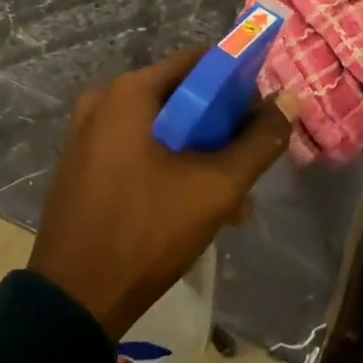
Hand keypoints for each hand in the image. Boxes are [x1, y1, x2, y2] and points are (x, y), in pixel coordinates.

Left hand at [29, 50, 299, 338]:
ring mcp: (88, 132)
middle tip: (248, 167)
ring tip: (232, 203)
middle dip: (220, 131)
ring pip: (161, 128)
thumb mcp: (215, 187)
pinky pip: (137, 148)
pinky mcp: (83, 163)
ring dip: (199, 156)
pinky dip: (168, 166)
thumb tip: (289, 101)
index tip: (261, 118)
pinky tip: (193, 208)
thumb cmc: (147, 232)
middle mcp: (104, 100)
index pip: (199, 63)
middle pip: (180, 97)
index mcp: (130, 92)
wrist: (74, 298)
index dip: (237, 85)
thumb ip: (258, 142)